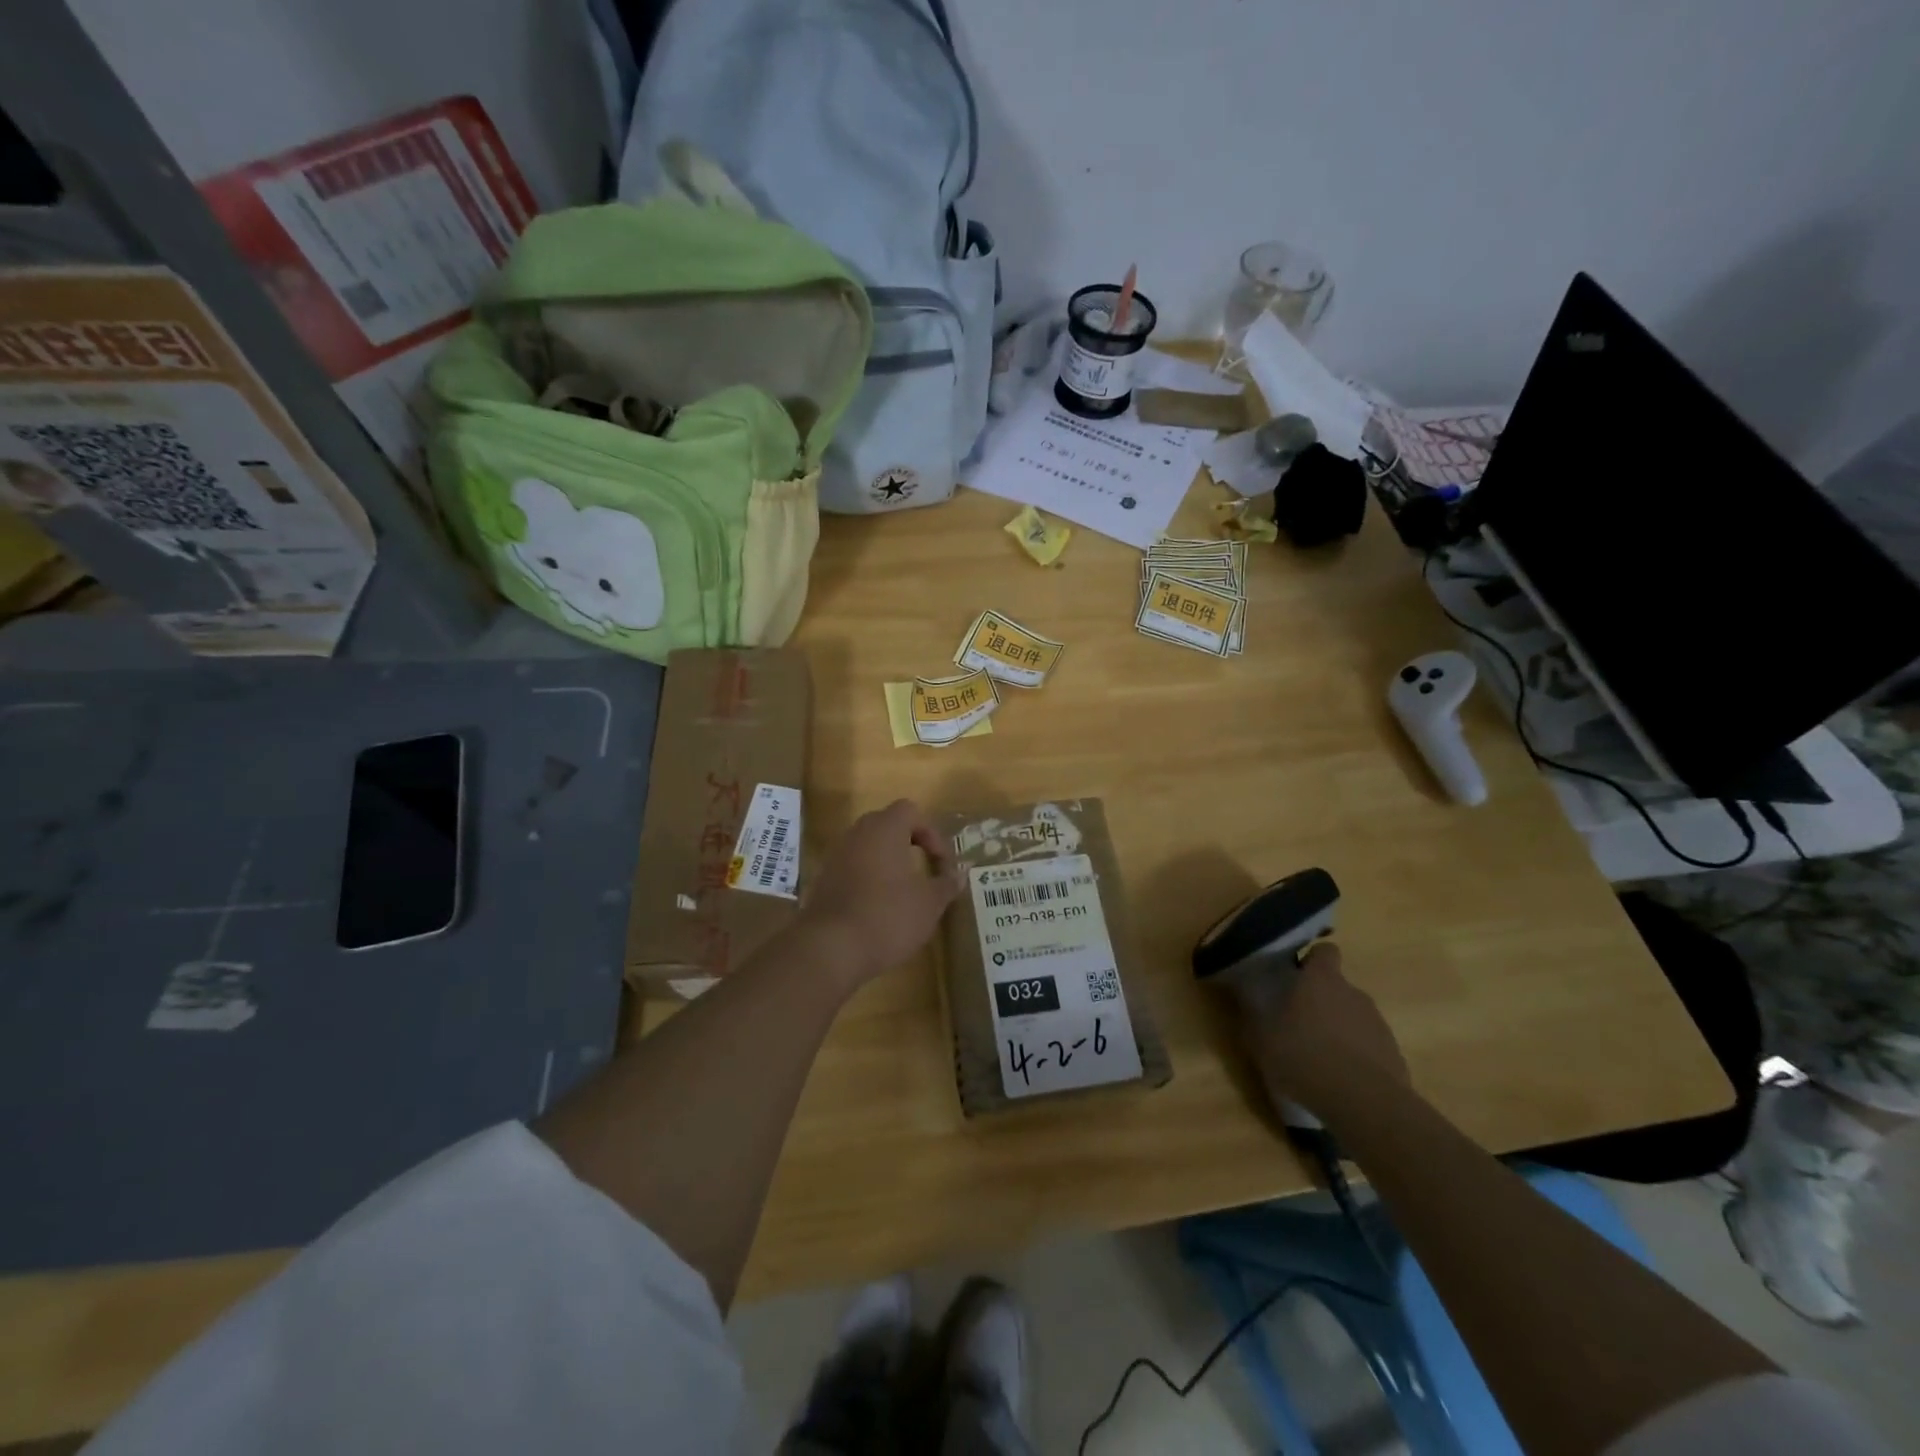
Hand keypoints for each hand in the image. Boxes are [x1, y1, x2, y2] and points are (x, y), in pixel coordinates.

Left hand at [796, 799, 964, 988]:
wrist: (831, 948)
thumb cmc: (888, 916)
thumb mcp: (929, 903)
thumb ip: (946, 884)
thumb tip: (959, 874)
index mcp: (884, 829)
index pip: (911, 811)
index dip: (932, 834)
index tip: (943, 864)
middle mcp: (857, 834)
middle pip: (887, 826)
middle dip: (909, 845)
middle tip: (926, 871)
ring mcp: (835, 857)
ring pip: (868, 848)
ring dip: (888, 863)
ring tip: (904, 892)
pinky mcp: (823, 881)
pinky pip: (852, 869)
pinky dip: (868, 880)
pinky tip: (879, 909)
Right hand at [1238, 943, 1409, 1123]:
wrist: (1364, 1103)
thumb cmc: (1304, 1057)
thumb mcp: (1262, 1037)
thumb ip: (1254, 1012)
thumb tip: (1247, 994)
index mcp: (1321, 980)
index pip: (1325, 951)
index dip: (1312, 960)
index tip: (1296, 975)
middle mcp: (1353, 993)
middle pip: (1337, 987)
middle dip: (1320, 1001)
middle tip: (1298, 1023)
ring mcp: (1377, 1023)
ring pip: (1353, 1016)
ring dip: (1338, 1028)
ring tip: (1319, 1056)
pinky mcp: (1393, 1054)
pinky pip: (1368, 1045)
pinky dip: (1355, 1055)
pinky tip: (1340, 1078)